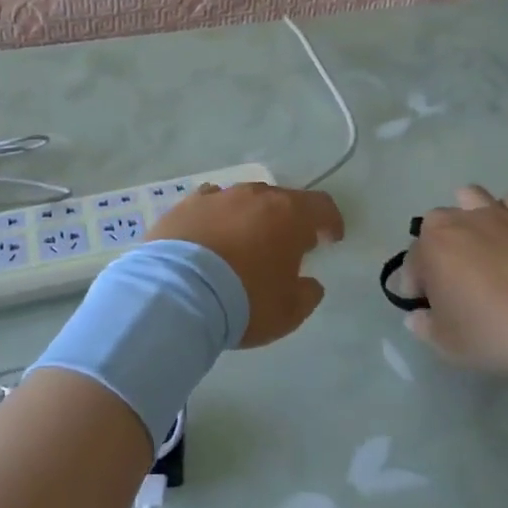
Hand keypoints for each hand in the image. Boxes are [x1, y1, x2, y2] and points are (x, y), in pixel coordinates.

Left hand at [148, 183, 344, 346]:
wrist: (177, 293)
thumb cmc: (244, 301)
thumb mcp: (288, 311)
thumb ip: (307, 294)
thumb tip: (309, 283)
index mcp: (288, 214)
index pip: (321, 206)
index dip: (331, 222)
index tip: (330, 239)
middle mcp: (254, 196)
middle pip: (281, 200)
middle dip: (289, 221)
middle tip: (287, 246)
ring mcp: (217, 197)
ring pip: (243, 200)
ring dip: (251, 218)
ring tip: (245, 242)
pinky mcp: (184, 206)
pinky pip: (210, 205)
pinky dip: (217, 219)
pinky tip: (211, 237)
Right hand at [405, 186, 507, 375]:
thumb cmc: (491, 331)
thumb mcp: (445, 342)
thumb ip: (424, 325)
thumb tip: (417, 316)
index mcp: (430, 248)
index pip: (412, 263)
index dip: (414, 286)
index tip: (424, 306)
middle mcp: (458, 222)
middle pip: (435, 225)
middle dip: (436, 246)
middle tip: (451, 277)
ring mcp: (496, 215)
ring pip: (470, 197)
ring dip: (467, 215)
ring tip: (478, 243)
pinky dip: (507, 214)